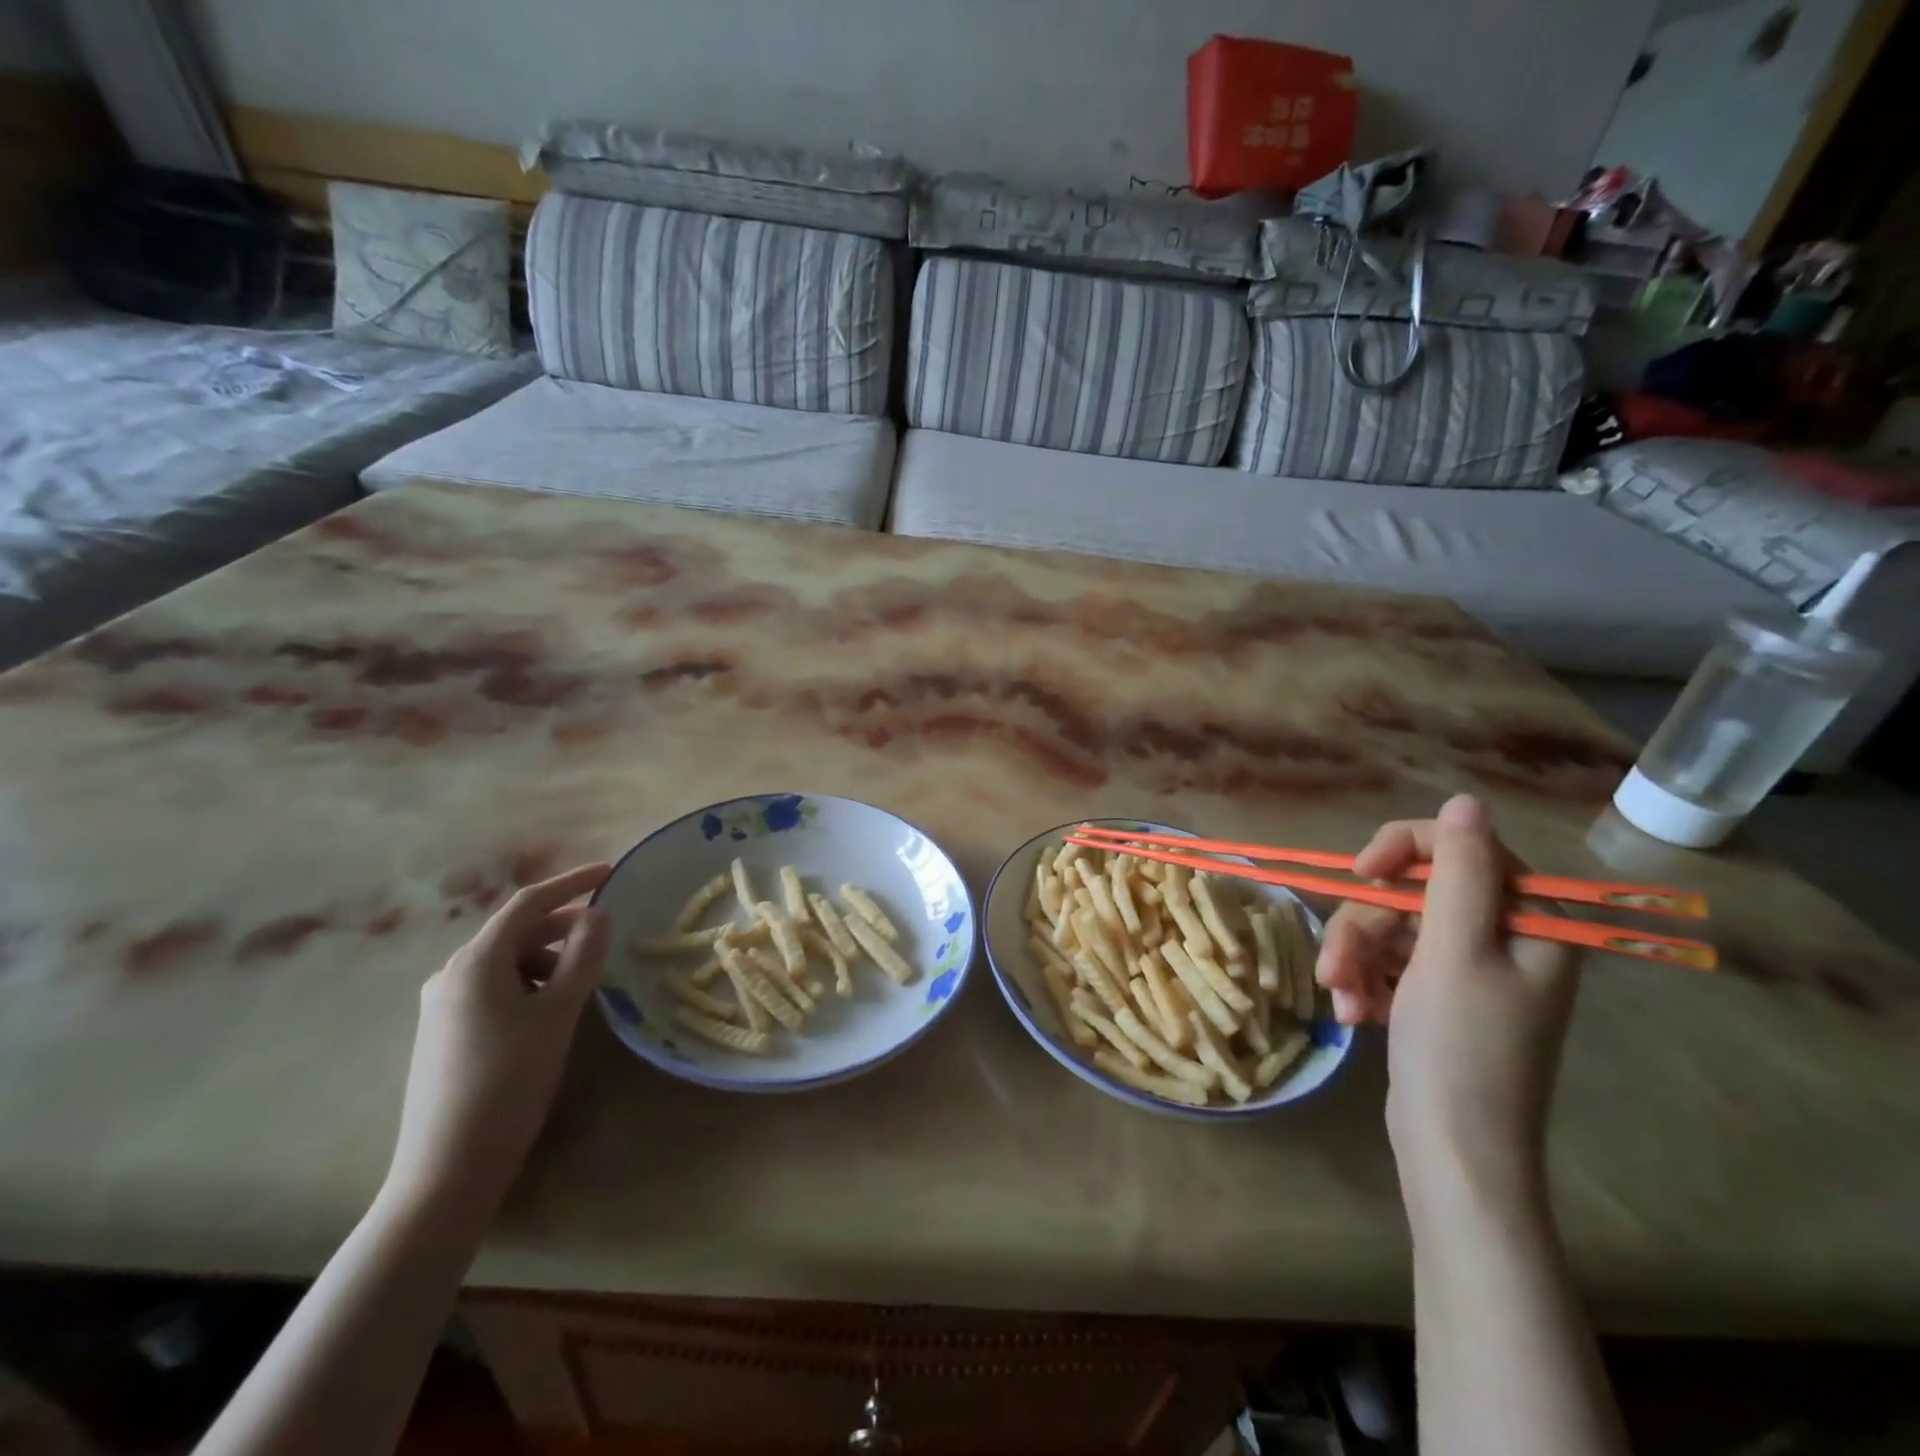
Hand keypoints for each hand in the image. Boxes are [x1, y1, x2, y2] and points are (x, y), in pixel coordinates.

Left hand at [385, 863, 611, 1217]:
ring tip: (580, 986)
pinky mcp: (443, 1032)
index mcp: (476, 961)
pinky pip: (493, 988)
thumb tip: (598, 914)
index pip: (529, 903)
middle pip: (516, 932)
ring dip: (547, 960)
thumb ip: (582, 956)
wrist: (448, 1166)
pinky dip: (528, 985)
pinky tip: (548, 1012)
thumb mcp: (558, 1012)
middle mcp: (451, 973)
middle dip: (563, 927)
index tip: (610, 872)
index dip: (572, 883)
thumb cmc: (510, 1078)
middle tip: (605, 936)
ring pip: (506, 963)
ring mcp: (442, 1005)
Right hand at [1315, 796, 1580, 1208]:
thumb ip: (1458, 872)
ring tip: (1340, 999)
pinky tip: (1354, 1014)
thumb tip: (1466, 801)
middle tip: (1337, 967)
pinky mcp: (1436, 996)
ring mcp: (1467, 970)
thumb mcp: (1454, 951)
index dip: (1405, 850)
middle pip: (1415, 892)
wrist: (1454, 1154)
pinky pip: (1389, 962)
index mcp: (1529, 923)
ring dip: (1355, 958)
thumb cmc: (1460, 1050)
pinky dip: (1365, 982)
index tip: (1361, 872)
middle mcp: (1503, 939)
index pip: (1463, 849)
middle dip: (1366, 926)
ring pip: (1392, 926)